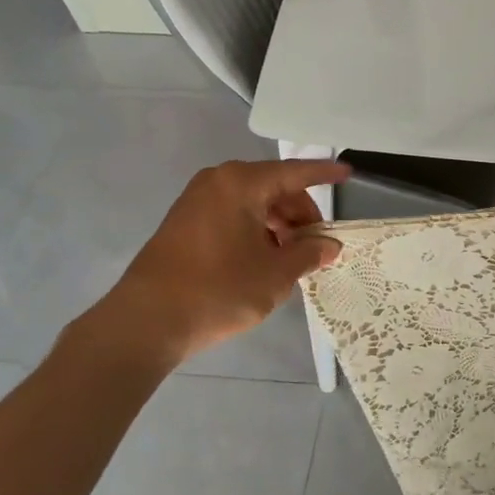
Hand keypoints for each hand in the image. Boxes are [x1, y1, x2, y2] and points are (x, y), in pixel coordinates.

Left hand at [85, 159, 350, 369]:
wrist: (146, 321)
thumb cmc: (218, 290)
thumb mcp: (275, 275)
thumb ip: (309, 253)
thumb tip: (329, 245)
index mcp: (242, 184)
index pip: (295, 172)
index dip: (324, 175)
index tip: (348, 174)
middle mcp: (218, 181)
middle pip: (275, 188)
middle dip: (300, 214)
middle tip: (316, 247)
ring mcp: (197, 200)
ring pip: (254, 203)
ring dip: (279, 225)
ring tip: (291, 260)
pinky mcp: (184, 222)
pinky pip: (233, 215)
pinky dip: (256, 230)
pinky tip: (263, 261)